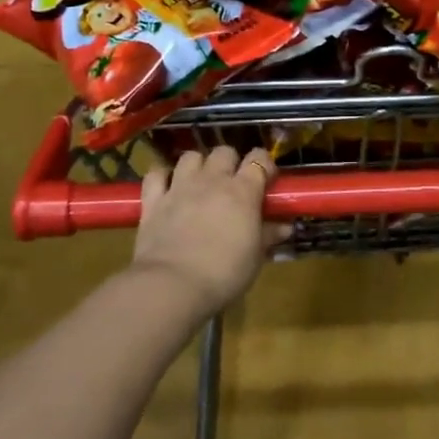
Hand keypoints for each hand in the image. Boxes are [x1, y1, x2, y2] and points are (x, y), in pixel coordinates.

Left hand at [131, 146, 290, 318]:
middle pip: (224, 152)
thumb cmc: (223, 274)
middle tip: (232, 185)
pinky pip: (156, 174)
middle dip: (230, 163)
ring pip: (191, 156)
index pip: (258, 159)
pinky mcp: (153, 200)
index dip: (264, 165)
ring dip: (198, 165)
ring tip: (200, 183)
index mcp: (243, 191)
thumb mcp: (255, 258)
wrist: (172, 286)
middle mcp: (212, 180)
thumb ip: (268, 236)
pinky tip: (167, 187)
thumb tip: (285, 226)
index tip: (266, 181)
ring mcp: (180, 187)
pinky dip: (162, 176)